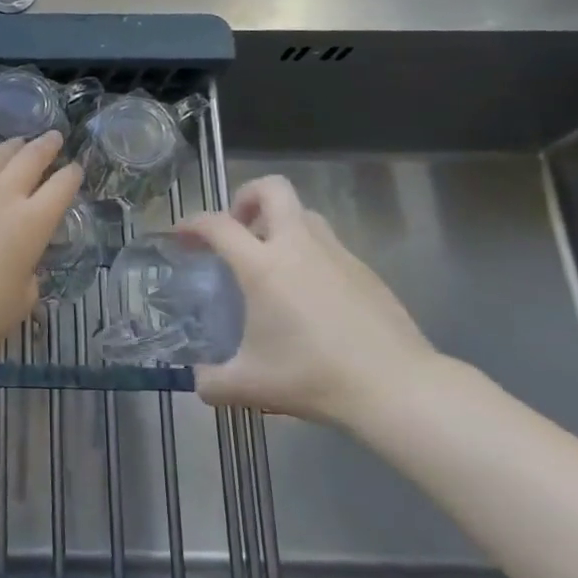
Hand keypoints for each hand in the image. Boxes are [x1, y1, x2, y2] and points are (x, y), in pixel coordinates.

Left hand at [0, 132, 81, 338]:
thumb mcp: (22, 300)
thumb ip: (28, 280)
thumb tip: (24, 272)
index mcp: (34, 222)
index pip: (61, 188)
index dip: (71, 176)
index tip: (75, 168)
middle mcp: (4, 195)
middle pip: (31, 159)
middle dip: (46, 146)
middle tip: (53, 137)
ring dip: (8, 147)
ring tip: (16, 143)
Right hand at [178, 175, 444, 428]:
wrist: (396, 388)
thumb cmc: (313, 377)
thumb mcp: (250, 386)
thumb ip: (213, 382)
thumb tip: (200, 382)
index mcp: (263, 266)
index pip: (217, 225)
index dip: (192, 224)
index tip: (181, 236)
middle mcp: (298, 246)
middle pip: (272, 189)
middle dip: (247, 197)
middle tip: (237, 228)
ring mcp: (337, 254)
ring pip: (303, 213)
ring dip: (280, 223)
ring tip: (270, 259)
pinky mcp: (365, 270)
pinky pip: (328, 244)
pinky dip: (308, 253)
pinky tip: (308, 294)